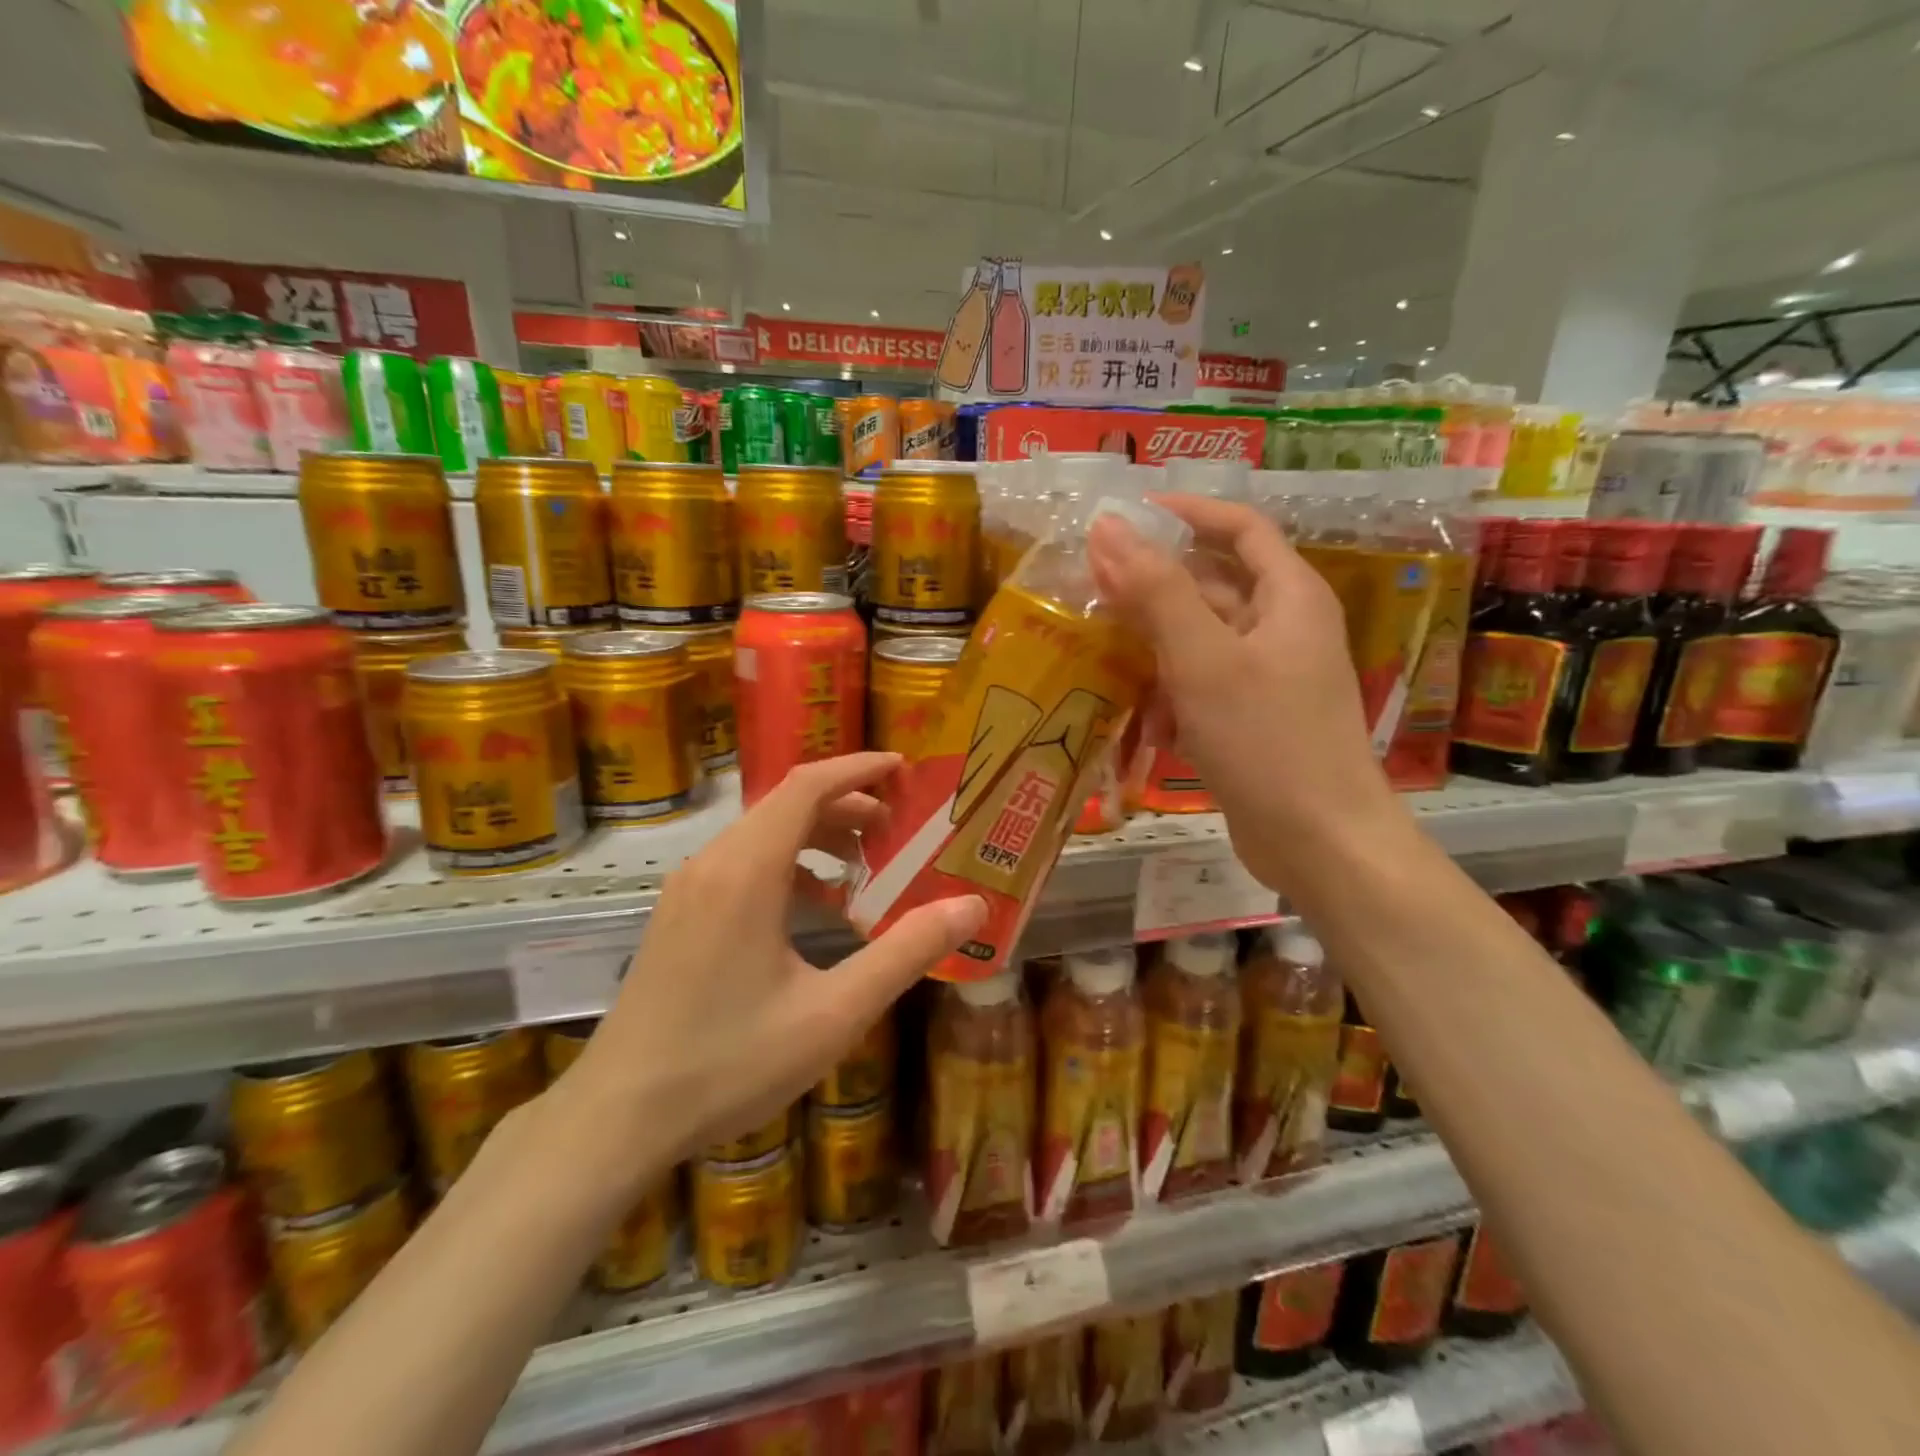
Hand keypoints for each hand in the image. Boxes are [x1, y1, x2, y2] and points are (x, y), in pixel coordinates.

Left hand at [552, 754, 985, 1173]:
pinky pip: (741, 864)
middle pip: (786, 805)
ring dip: (816, 836)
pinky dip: (787, 865)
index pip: (807, 786)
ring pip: (762, 834)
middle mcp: (713, 863)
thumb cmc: (731, 1061)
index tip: (903, 769)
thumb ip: (906, 953)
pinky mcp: (678, 915)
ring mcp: (688, 889)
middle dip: (846, 805)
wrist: (618, 1116)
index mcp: (747, 870)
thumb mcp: (834, 1012)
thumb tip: (972, 907)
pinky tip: (814, 908)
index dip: (858, 768)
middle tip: (897, 830)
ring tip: (864, 865)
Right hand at [1088, 496, 1404, 888]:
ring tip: (1109, 655)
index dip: (1187, 512)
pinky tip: (1149, 725)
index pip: (1240, 528)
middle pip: (1213, 585)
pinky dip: (1174, 695)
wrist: (1319, 842)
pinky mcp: (1253, 719)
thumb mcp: (1203, 659)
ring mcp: (1270, 677)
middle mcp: (1284, 628)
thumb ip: (1156, 590)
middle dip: (1155, 587)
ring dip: (1157, 646)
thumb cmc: (1266, 741)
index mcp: (1290, 596)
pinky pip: (1203, 686)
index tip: (1128, 513)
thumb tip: (1109, 528)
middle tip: (1094, 587)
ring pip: (1201, 640)